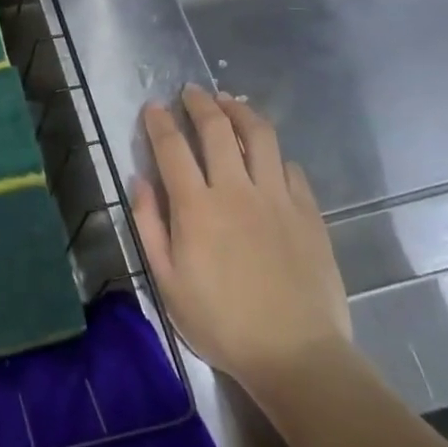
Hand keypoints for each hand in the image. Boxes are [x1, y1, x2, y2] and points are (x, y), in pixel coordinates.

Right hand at [131, 86, 350, 383]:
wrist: (296, 354)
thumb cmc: (221, 323)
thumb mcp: (167, 282)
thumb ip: (149, 226)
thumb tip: (139, 181)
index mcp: (196, 207)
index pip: (172, 148)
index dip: (159, 122)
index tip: (153, 107)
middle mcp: (236, 190)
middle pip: (216, 129)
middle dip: (199, 103)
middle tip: (190, 92)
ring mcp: (277, 197)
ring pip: (260, 135)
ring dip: (240, 111)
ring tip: (229, 102)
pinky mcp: (308, 212)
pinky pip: (290, 167)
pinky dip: (274, 153)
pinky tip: (268, 154)